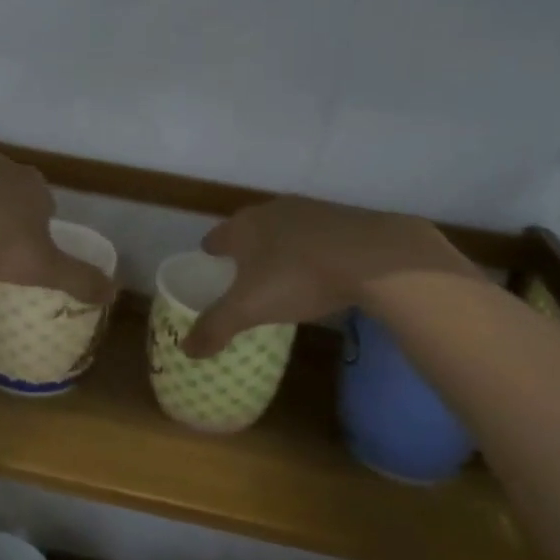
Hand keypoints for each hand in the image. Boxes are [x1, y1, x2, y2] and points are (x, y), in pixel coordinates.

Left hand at [0, 153, 112, 302]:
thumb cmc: (2, 242)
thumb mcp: (47, 268)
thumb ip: (80, 279)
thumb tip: (113, 292)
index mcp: (33, 185)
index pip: (44, 198)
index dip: (40, 220)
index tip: (31, 244)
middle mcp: (1, 168)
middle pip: (9, 187)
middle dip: (7, 208)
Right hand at [183, 196, 473, 356]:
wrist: (373, 257)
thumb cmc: (298, 277)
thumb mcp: (250, 309)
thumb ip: (215, 327)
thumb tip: (186, 349)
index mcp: (244, 226)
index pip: (217, 236)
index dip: (211, 251)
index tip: (210, 262)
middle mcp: (273, 210)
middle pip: (250, 228)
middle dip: (245, 248)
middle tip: (243, 272)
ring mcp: (311, 211)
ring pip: (284, 229)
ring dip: (280, 246)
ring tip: (281, 271)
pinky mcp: (344, 219)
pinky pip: (316, 235)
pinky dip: (311, 250)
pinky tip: (320, 270)